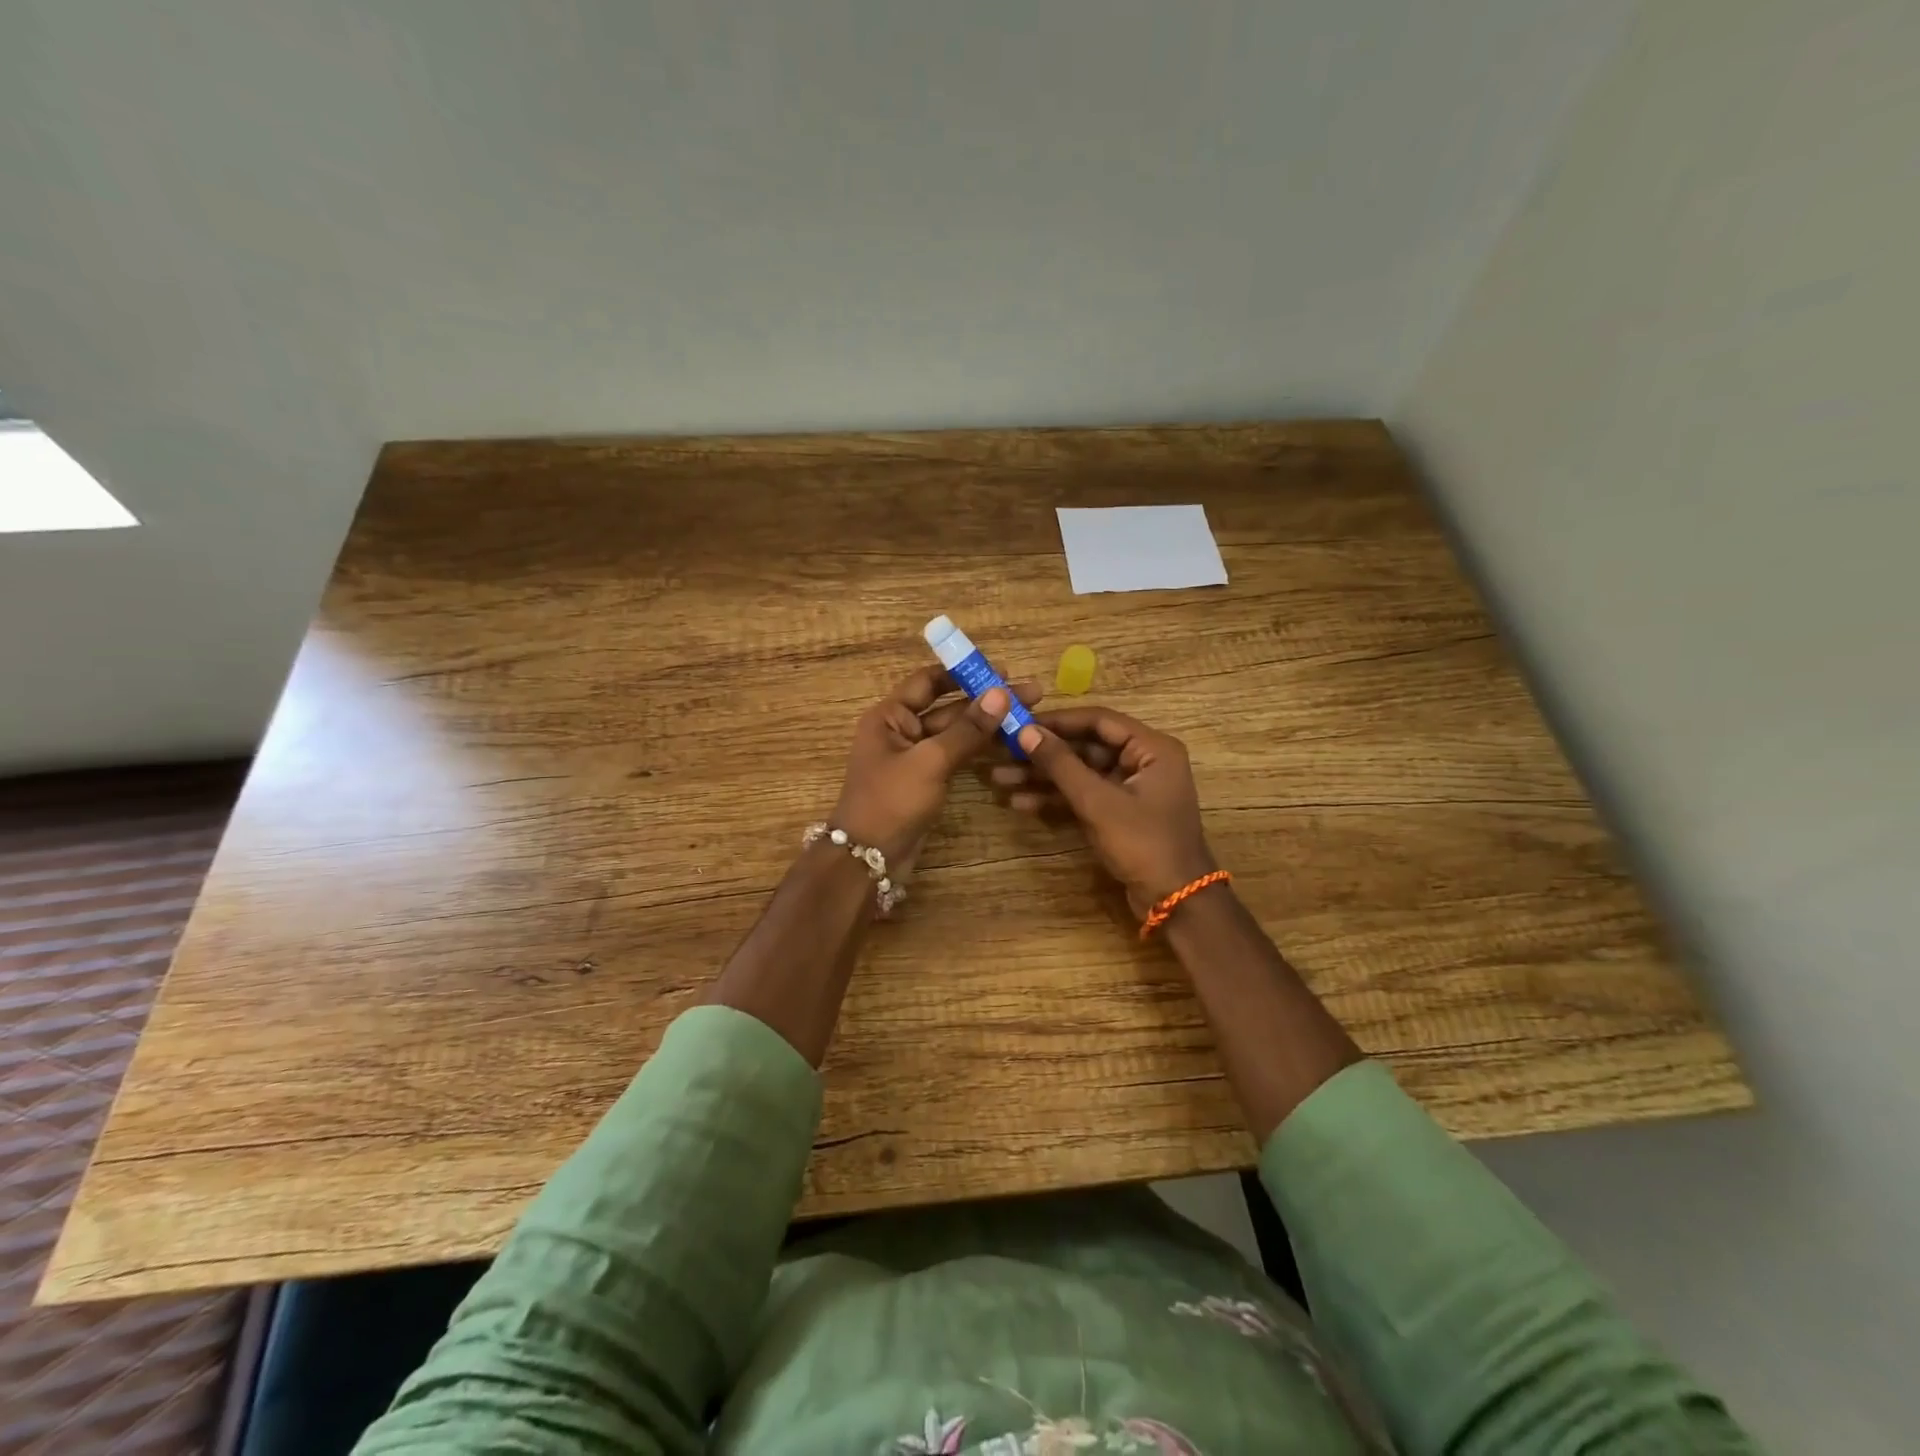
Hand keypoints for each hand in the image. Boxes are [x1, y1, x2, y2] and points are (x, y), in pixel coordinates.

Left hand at [831, 666, 1041, 867]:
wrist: (869, 859)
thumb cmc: (891, 802)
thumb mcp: (930, 761)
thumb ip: (967, 729)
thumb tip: (1002, 693)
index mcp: (890, 716)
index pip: (928, 681)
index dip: (963, 673)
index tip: (1002, 670)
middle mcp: (901, 730)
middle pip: (948, 706)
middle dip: (987, 700)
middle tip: (1032, 694)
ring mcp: (915, 757)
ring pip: (956, 733)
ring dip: (987, 725)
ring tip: (1028, 717)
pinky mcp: (927, 780)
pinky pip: (956, 756)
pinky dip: (979, 749)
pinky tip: (1009, 744)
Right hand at [997, 708, 1215, 916]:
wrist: (1174, 901)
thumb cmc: (1143, 844)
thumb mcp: (1098, 802)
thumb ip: (1062, 764)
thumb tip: (1026, 731)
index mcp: (1151, 748)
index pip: (1099, 721)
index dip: (1057, 721)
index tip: (1019, 723)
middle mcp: (1143, 761)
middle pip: (1086, 746)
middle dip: (1044, 753)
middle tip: (1003, 751)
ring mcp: (1130, 789)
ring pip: (1080, 773)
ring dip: (1043, 777)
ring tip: (1000, 779)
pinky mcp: (1119, 813)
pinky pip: (1084, 795)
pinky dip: (1056, 798)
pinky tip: (1021, 803)